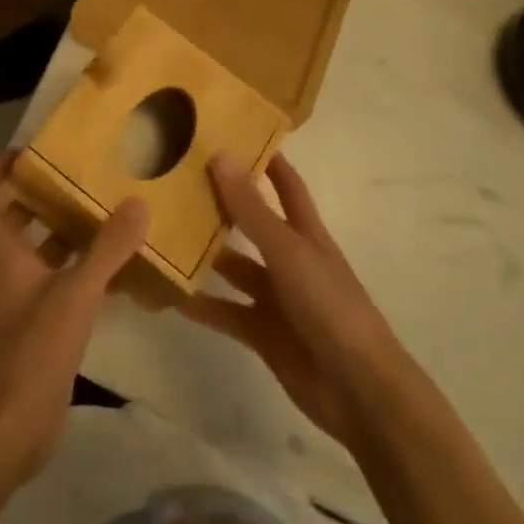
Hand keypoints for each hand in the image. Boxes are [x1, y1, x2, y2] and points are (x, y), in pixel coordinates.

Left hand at [0, 153, 149, 481]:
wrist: (12, 433)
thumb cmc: (32, 352)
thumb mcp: (74, 295)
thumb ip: (107, 250)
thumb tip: (138, 204)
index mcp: (6, 256)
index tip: (20, 153)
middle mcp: (12, 273)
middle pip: (14, 224)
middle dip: (39, 197)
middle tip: (76, 175)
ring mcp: (27, 304)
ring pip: (43, 255)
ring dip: (68, 234)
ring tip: (106, 211)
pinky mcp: (45, 331)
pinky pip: (65, 287)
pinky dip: (87, 274)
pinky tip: (121, 271)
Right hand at [183, 153, 415, 450]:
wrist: (359, 392)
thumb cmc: (330, 307)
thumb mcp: (287, 252)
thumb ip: (251, 209)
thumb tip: (220, 154)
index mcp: (306, 233)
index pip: (286, 184)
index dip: (266, 158)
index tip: (234, 132)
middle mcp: (290, 259)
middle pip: (253, 223)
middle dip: (222, 203)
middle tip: (178, 180)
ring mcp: (277, 298)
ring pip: (235, 267)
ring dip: (206, 254)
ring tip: (164, 233)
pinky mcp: (263, 334)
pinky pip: (226, 312)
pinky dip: (202, 306)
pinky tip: (169, 295)